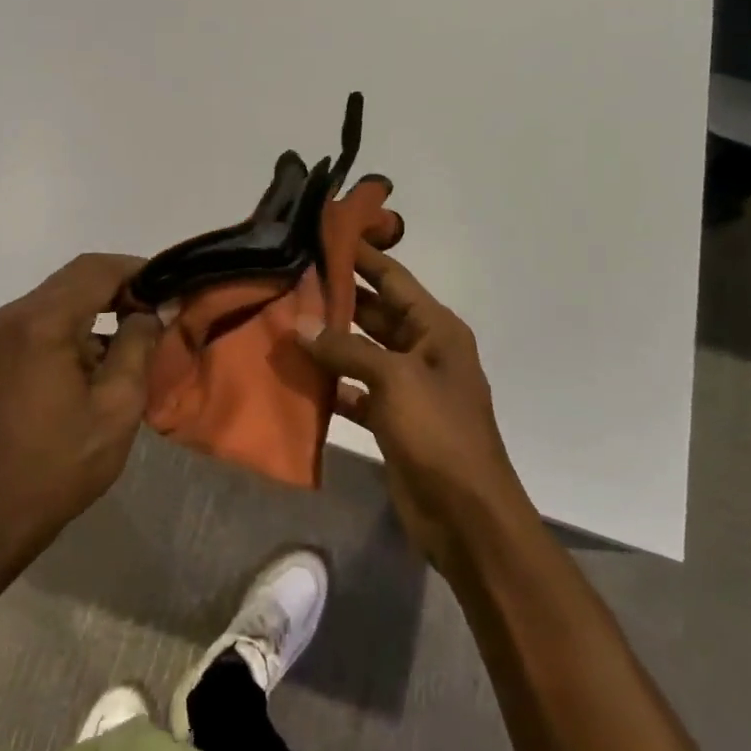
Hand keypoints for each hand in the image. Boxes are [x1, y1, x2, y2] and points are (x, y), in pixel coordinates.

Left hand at [0, 254, 159, 549]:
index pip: (98, 270)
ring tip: (139, 327)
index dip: (138, 271)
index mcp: (42, 323)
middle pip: (78, 274)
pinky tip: (103, 348)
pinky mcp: (1, 348)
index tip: (171, 288)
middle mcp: (16, 314)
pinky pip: (47, 314)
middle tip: (158, 307)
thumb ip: (139, 345)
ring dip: (101, 300)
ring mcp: (3, 330)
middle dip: (122, 283)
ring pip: (63, 291)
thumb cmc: (62, 464)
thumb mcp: (117, 406)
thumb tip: (153, 309)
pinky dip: (79, 318)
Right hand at [297, 242, 534, 571]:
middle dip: (336, 297)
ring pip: (361, 351)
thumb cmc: (439, 433)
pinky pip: (356, 389)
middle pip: (374, 312)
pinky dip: (331, 384)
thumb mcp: (394, 380)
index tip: (323, 233)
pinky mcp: (392, 419)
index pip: (392, 278)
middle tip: (289, 277)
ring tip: (284, 320)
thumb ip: (346, 349)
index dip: (360, 255)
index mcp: (436, 329)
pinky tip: (297, 376)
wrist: (466, 516)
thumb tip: (301, 324)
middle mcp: (422, 349)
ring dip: (329, 341)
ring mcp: (407, 386)